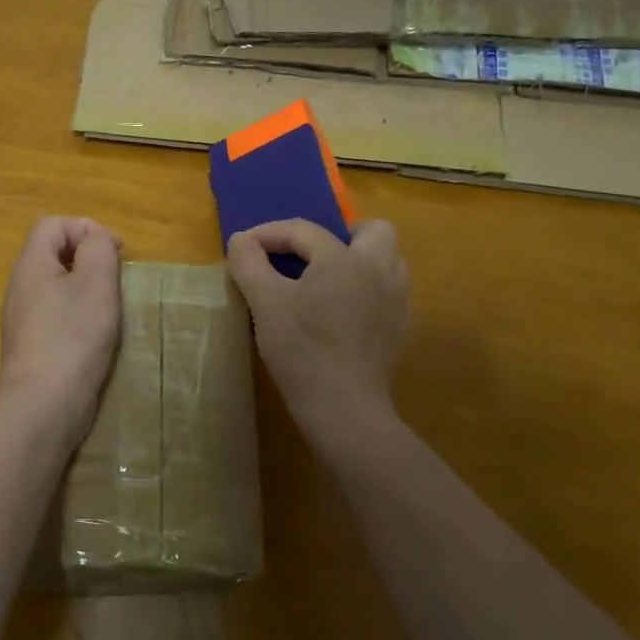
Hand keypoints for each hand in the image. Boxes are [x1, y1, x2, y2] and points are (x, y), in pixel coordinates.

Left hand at [0, 216, 122, 430]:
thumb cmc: (73, 334)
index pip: (53, 224)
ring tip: (110, 309)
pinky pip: (56, 316)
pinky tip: (96, 337)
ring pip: (57, 287)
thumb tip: (95, 241)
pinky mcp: (32, 346)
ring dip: (86, 291)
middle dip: (89, 259)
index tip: (116, 252)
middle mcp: (20, 287)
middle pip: (54, 254)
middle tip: (116, 281)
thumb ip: (98, 249)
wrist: (44, 403)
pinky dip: (79, 317)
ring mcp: (23, 319)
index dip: (87, 228)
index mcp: (31, 264)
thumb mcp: (96, 282)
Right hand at [226, 218, 407, 444]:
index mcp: (345, 259)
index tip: (243, 248)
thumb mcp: (264, 303)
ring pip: (387, 261)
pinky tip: (341, 311)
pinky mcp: (398, 329)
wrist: (343, 409)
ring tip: (325, 280)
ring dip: (358, 260)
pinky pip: (387, 292)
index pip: (304, 230)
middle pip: (373, 231)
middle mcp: (379, 271)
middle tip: (309, 256)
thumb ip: (249, 263)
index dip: (269, 233)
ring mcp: (396, 301)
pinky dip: (366, 289)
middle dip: (340, 235)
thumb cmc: (302, 350)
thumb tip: (241, 240)